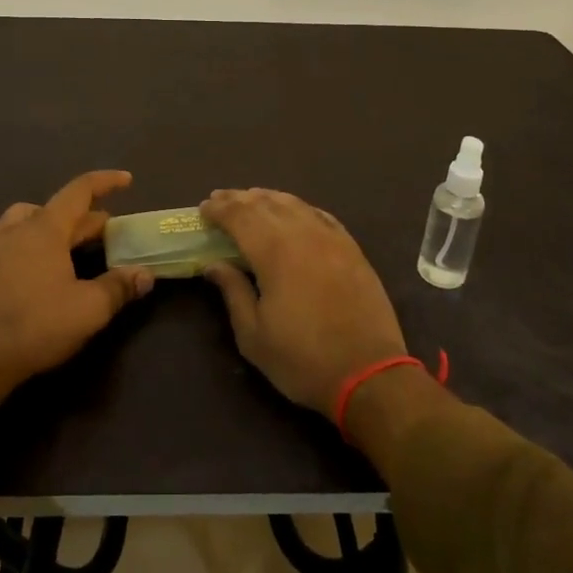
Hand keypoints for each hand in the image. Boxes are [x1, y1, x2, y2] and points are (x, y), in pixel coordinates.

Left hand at [0, 170, 152, 420]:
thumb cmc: (35, 327)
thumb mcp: (88, 310)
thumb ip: (119, 287)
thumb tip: (145, 273)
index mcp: (45, 229)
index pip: (79, 191)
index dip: (105, 182)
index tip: (126, 180)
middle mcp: (15, 227)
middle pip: (56, 210)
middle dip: (84, 217)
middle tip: (106, 232)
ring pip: (21, 218)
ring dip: (46, 222)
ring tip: (60, 240)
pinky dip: (10, 237)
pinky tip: (12, 252)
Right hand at [200, 189, 406, 418]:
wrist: (369, 374)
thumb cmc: (302, 359)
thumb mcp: (254, 335)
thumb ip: (232, 291)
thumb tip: (213, 263)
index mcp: (275, 252)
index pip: (240, 216)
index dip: (219, 209)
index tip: (203, 208)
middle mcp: (303, 234)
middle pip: (266, 203)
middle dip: (239, 198)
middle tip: (220, 198)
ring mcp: (331, 239)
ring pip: (295, 204)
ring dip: (268, 198)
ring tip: (251, 198)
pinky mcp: (352, 249)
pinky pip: (320, 215)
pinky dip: (300, 207)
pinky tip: (293, 211)